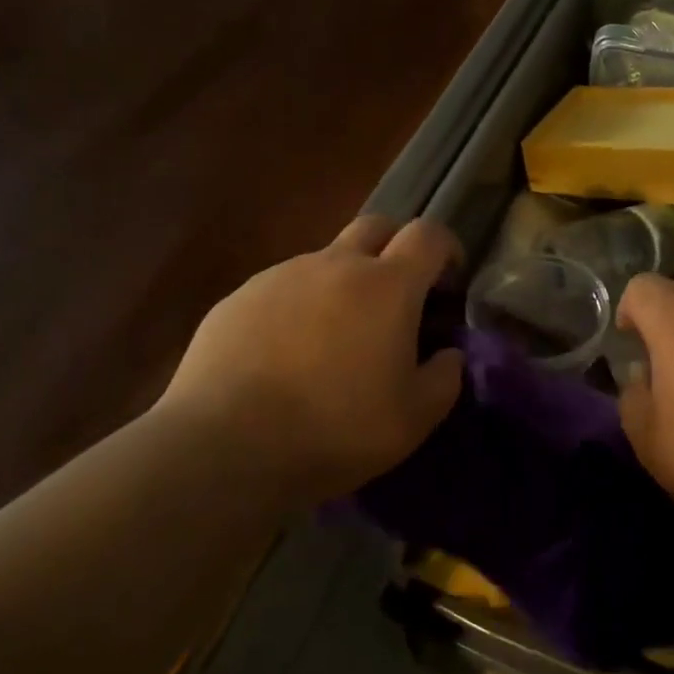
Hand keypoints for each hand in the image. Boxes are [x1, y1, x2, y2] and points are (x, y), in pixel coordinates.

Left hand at [156, 216, 465, 503]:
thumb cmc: (335, 430)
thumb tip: (448, 354)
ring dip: (343, 282)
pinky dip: (299, 307)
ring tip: (335, 338)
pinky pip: (283, 288)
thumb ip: (444, 378)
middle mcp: (335, 264)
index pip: (428, 235)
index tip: (449, 279)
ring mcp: (281, 276)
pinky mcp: (239, 297)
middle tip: (397, 296)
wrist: (224, 446)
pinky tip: (286, 354)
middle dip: (395, 248)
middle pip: (376, 227)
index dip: (446, 248)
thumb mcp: (413, 419)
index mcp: (387, 285)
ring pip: (326, 260)